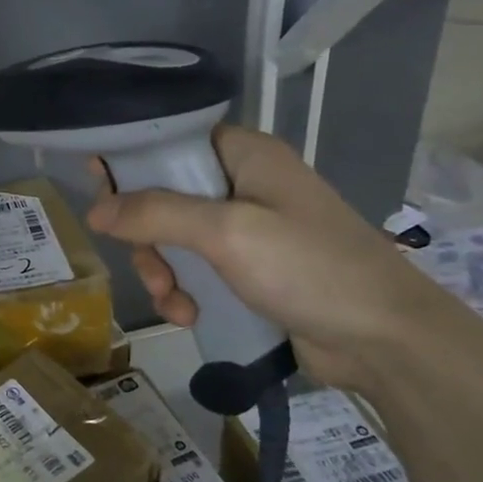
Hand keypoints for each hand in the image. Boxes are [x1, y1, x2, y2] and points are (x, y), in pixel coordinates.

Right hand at [86, 125, 474, 393]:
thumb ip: (156, 213)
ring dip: (162, 271)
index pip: (171, 140)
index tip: (99, 189)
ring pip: (174, 238)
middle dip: (146, 236)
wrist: (387, 341)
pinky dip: (184, 292)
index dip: (131, 160)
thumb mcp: (227, 233)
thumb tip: (95, 210)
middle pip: (163, 195)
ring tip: (174, 303)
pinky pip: (196, 270)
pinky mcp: (250, 270)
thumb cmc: (310, 268)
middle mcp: (243, 185)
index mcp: (245, 155)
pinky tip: (189, 316)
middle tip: (148, 266)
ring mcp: (248, 230)